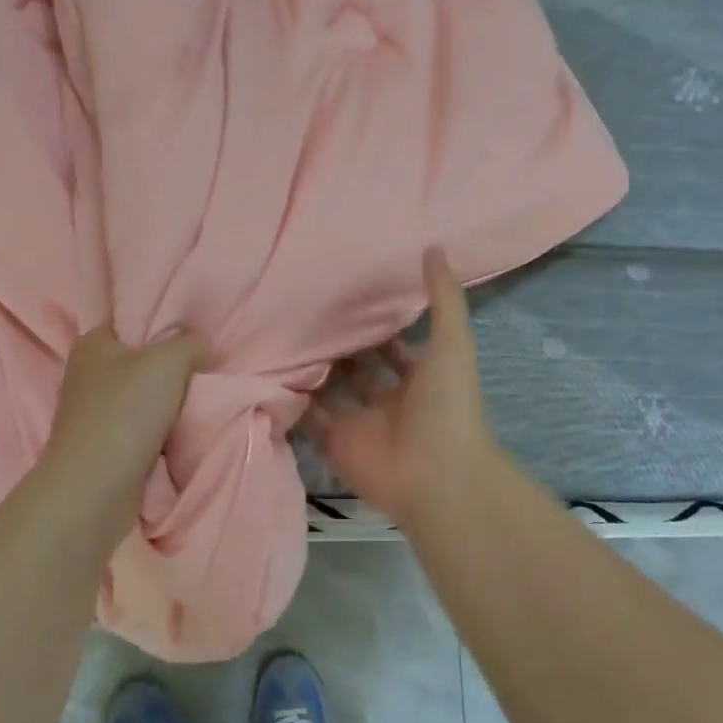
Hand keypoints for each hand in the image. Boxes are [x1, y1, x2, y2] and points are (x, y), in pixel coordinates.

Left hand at [37, 325, 207, 537]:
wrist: (94, 490)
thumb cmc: (126, 413)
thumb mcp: (169, 361)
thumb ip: (191, 343)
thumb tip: (200, 350)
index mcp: (94, 342)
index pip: (135, 321)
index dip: (168, 327)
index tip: (198, 342)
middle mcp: (88, 373)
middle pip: (144, 361)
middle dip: (175, 370)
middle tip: (205, 375)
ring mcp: (94, 412)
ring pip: (146, 398)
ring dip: (172, 405)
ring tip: (199, 406)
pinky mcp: (104, 445)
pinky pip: (144, 429)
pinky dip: (163, 433)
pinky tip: (182, 435)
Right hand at [305, 248, 502, 526]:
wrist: (436, 475)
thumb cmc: (447, 406)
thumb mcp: (453, 343)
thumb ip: (443, 298)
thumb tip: (433, 246)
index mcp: (418, 378)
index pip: (391, 346)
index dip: (374, 325)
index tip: (346, 297)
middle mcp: (386, 399)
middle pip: (357, 367)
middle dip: (338, 344)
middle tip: (303, 311)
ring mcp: (359, 422)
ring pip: (330, 390)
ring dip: (313, 369)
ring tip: (280, 333)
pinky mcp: (334, 443)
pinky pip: (309, 418)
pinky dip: (294, 400)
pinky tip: (270, 370)